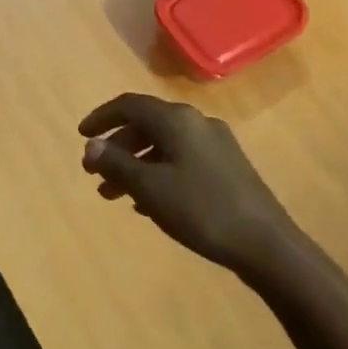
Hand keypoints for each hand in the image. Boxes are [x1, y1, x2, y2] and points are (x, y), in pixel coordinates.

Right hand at [79, 93, 295, 271]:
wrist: (266, 243)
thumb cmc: (201, 210)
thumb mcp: (150, 188)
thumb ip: (117, 163)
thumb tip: (90, 146)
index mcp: (177, 120)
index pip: (130, 105)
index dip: (102, 118)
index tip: (81, 135)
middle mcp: (196, 122)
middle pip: (147, 124)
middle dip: (117, 147)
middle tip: (95, 174)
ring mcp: (215, 143)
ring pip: (164, 145)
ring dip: (136, 164)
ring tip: (115, 195)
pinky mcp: (227, 166)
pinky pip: (181, 159)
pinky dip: (158, 172)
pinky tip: (148, 202)